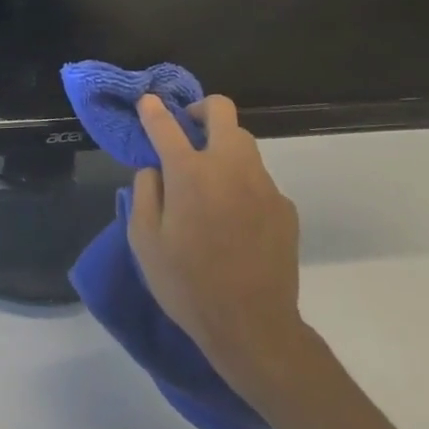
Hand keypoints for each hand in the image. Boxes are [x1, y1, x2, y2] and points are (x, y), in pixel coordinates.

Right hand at [128, 95, 307, 398]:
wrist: (252, 327)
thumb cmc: (187, 284)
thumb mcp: (144, 242)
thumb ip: (144, 193)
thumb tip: (155, 169)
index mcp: (190, 173)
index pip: (166, 125)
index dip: (153, 110)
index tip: (148, 102)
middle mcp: (230, 167)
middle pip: (221, 112)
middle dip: (200, 110)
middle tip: (186, 128)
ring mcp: (263, 185)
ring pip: (244, 143)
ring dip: (222, 145)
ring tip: (208, 178)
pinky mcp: (284, 207)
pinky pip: (258, 179)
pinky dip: (241, 182)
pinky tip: (233, 217)